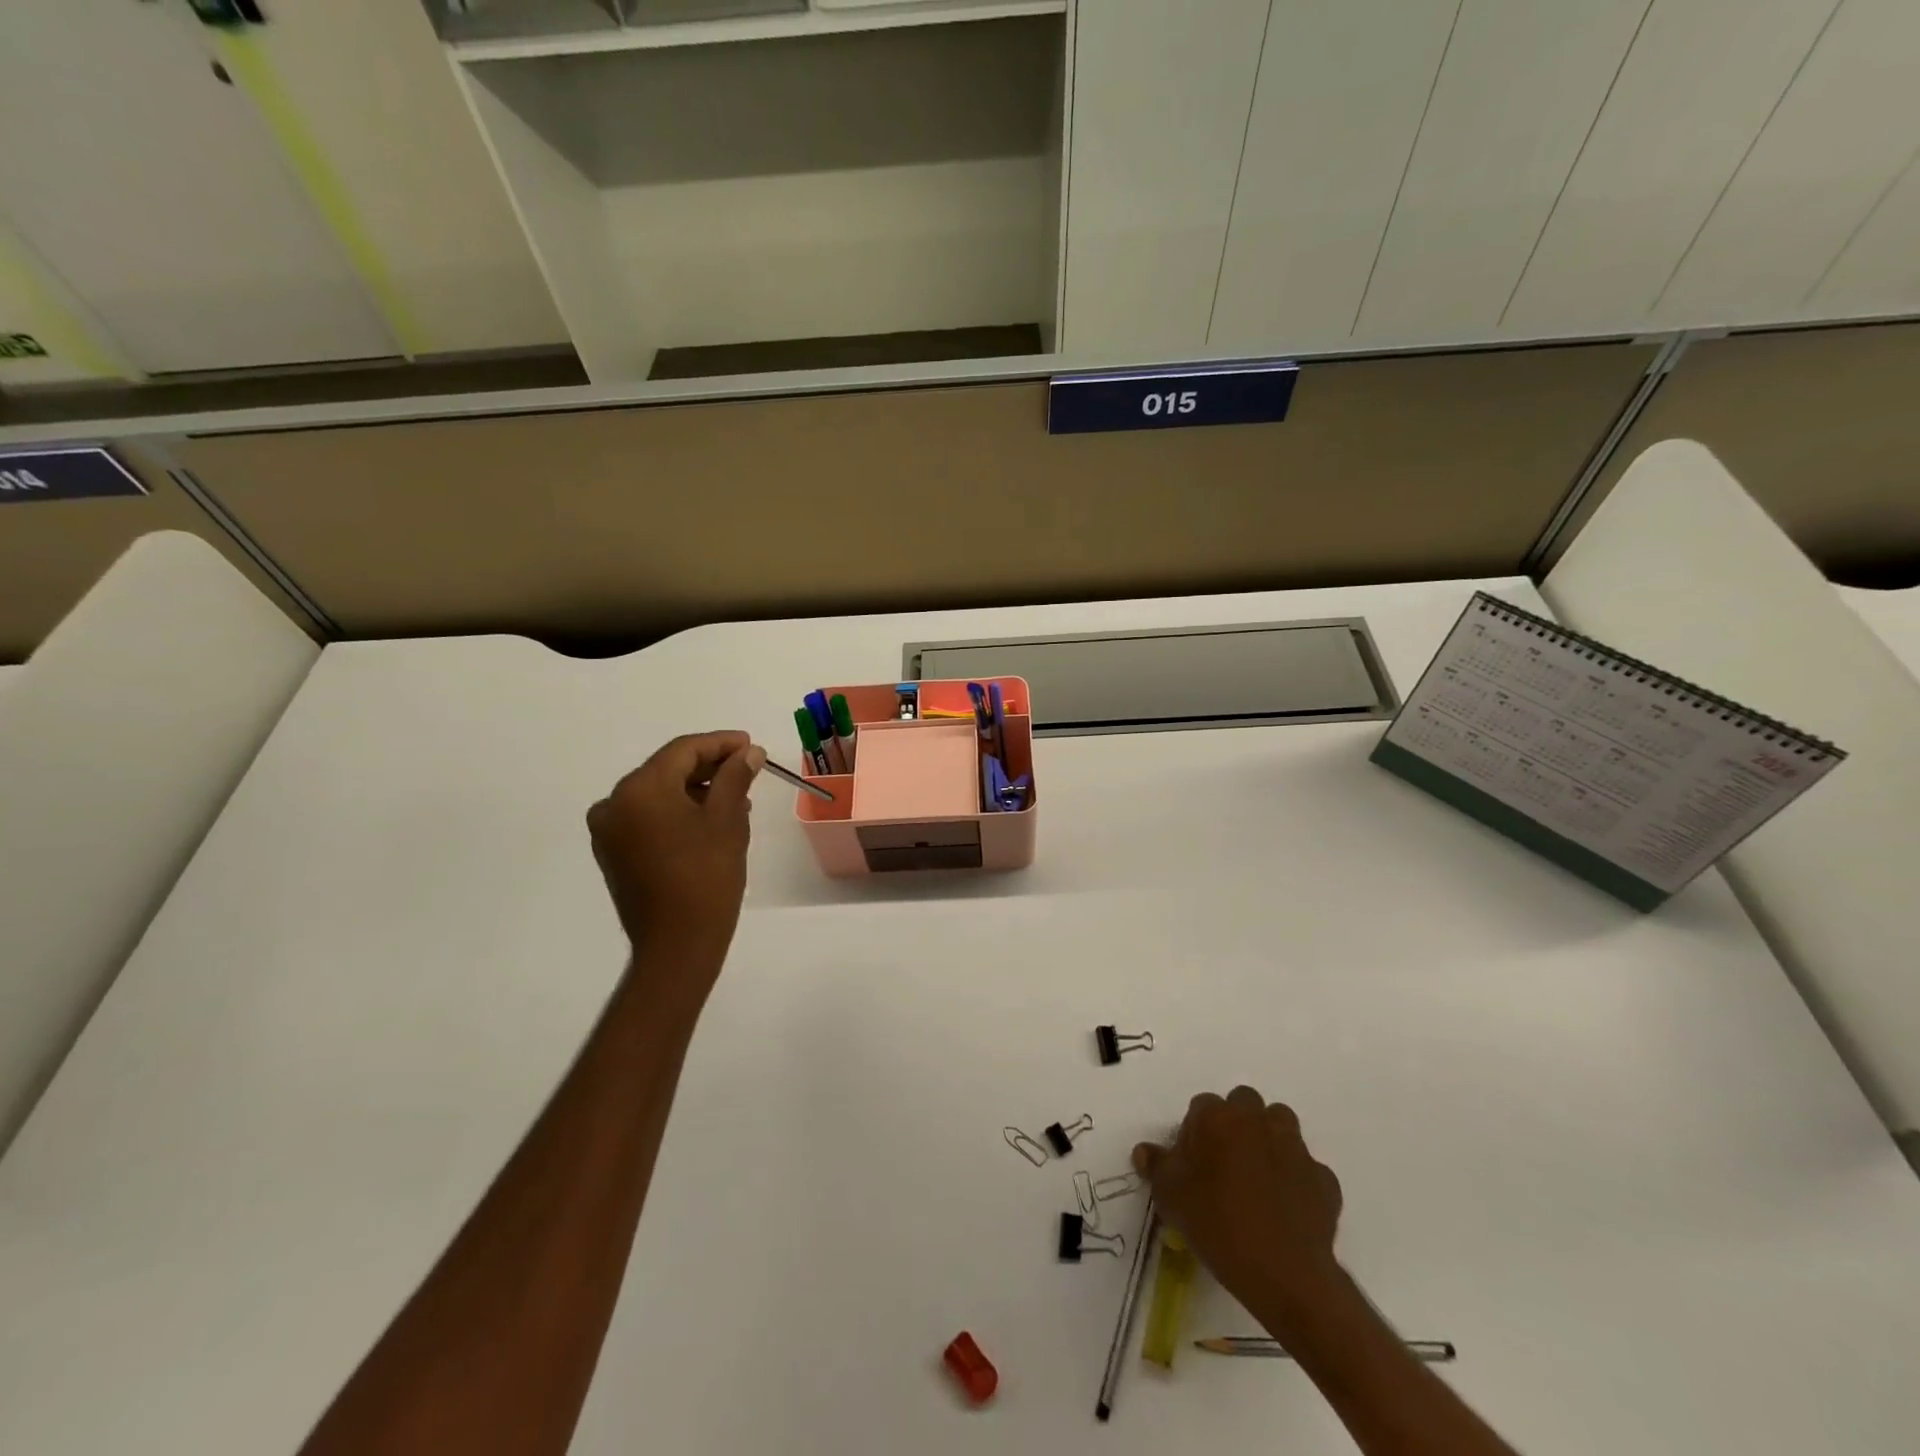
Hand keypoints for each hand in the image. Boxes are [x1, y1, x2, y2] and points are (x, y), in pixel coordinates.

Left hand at [586, 732, 764, 963]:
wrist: (677, 945)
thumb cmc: (706, 876)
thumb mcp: (727, 820)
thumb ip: (735, 776)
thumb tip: (748, 752)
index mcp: (639, 789)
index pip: (683, 750)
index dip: (721, 743)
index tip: (751, 745)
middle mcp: (614, 803)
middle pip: (667, 769)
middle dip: (709, 767)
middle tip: (747, 770)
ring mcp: (609, 830)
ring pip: (658, 794)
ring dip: (695, 790)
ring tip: (735, 800)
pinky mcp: (613, 853)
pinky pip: (648, 817)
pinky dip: (677, 812)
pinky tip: (708, 821)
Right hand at [1134, 1087, 1343, 1335]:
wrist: (1283, 1272)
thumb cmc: (1215, 1223)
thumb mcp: (1169, 1197)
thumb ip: (1156, 1166)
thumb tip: (1144, 1151)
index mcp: (1216, 1117)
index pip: (1202, 1106)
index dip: (1196, 1132)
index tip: (1193, 1162)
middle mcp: (1256, 1119)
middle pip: (1245, 1103)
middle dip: (1237, 1123)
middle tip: (1226, 1162)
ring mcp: (1294, 1147)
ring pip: (1281, 1126)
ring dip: (1270, 1140)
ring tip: (1259, 1177)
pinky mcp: (1323, 1179)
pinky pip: (1307, 1170)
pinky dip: (1298, 1181)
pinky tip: (1288, 1209)